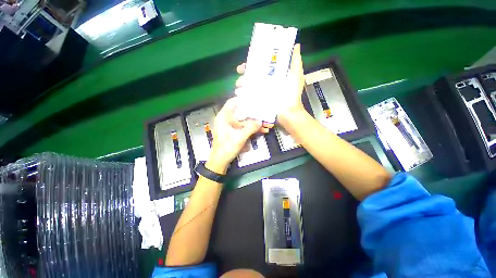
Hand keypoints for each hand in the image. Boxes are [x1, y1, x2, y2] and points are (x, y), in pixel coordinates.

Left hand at [206, 98, 271, 173]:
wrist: (220, 161)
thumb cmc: (226, 148)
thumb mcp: (239, 138)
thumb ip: (250, 128)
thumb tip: (260, 121)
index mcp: (224, 117)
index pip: (232, 102)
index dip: (243, 100)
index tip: (254, 100)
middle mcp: (226, 119)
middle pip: (241, 112)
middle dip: (254, 114)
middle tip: (264, 113)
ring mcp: (230, 126)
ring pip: (244, 120)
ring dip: (255, 122)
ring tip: (267, 124)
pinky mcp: (234, 131)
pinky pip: (244, 127)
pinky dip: (252, 128)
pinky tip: (262, 130)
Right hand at [235, 44, 305, 123]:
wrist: (288, 113)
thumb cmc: (292, 94)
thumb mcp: (296, 76)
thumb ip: (295, 62)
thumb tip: (295, 45)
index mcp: (273, 75)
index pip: (261, 66)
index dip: (254, 62)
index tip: (248, 61)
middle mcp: (265, 83)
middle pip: (252, 75)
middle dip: (244, 72)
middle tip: (240, 72)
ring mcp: (260, 93)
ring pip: (247, 85)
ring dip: (241, 83)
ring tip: (239, 85)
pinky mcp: (257, 101)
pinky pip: (247, 96)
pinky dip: (242, 95)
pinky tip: (238, 94)